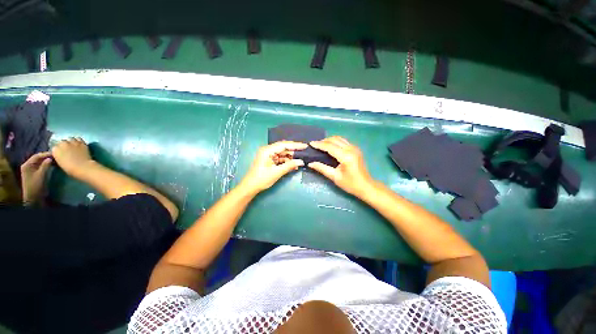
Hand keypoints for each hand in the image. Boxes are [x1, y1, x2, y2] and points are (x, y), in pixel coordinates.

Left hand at [21, 152, 52, 203]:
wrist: (33, 197)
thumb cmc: (35, 186)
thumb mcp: (41, 175)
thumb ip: (45, 166)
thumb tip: (50, 158)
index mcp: (27, 165)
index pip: (37, 156)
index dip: (45, 154)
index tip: (55, 153)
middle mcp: (28, 166)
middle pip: (37, 159)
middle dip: (46, 157)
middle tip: (56, 156)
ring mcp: (30, 170)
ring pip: (39, 162)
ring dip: (46, 161)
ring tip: (54, 160)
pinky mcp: (34, 173)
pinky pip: (40, 166)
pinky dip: (45, 165)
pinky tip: (51, 165)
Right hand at [51, 138, 94, 178]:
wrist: (82, 167)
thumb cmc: (70, 168)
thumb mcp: (59, 163)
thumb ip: (57, 156)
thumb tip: (58, 155)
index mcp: (55, 150)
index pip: (54, 147)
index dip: (58, 150)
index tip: (61, 153)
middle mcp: (62, 143)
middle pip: (62, 142)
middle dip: (64, 145)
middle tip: (67, 150)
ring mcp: (72, 142)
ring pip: (70, 139)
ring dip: (71, 142)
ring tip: (73, 146)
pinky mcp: (81, 142)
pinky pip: (79, 139)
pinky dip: (78, 141)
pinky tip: (79, 144)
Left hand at [239, 141, 306, 193]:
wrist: (250, 187)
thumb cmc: (262, 179)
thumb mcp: (277, 172)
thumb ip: (289, 165)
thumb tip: (301, 161)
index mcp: (267, 150)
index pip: (284, 145)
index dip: (295, 145)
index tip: (305, 146)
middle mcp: (268, 150)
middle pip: (283, 148)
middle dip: (294, 151)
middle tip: (305, 152)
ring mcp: (268, 155)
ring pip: (282, 154)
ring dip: (290, 158)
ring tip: (300, 160)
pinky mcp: (269, 160)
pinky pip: (280, 159)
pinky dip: (286, 162)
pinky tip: (293, 165)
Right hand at [308, 136, 373, 196]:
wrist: (366, 186)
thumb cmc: (350, 184)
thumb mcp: (335, 177)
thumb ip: (322, 168)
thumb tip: (310, 163)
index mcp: (346, 156)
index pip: (330, 146)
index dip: (319, 144)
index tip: (310, 143)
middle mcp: (351, 149)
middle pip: (334, 140)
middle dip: (323, 141)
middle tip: (314, 145)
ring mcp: (354, 148)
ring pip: (339, 138)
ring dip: (329, 140)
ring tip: (321, 145)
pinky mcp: (356, 149)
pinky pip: (343, 141)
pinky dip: (335, 142)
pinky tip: (330, 146)